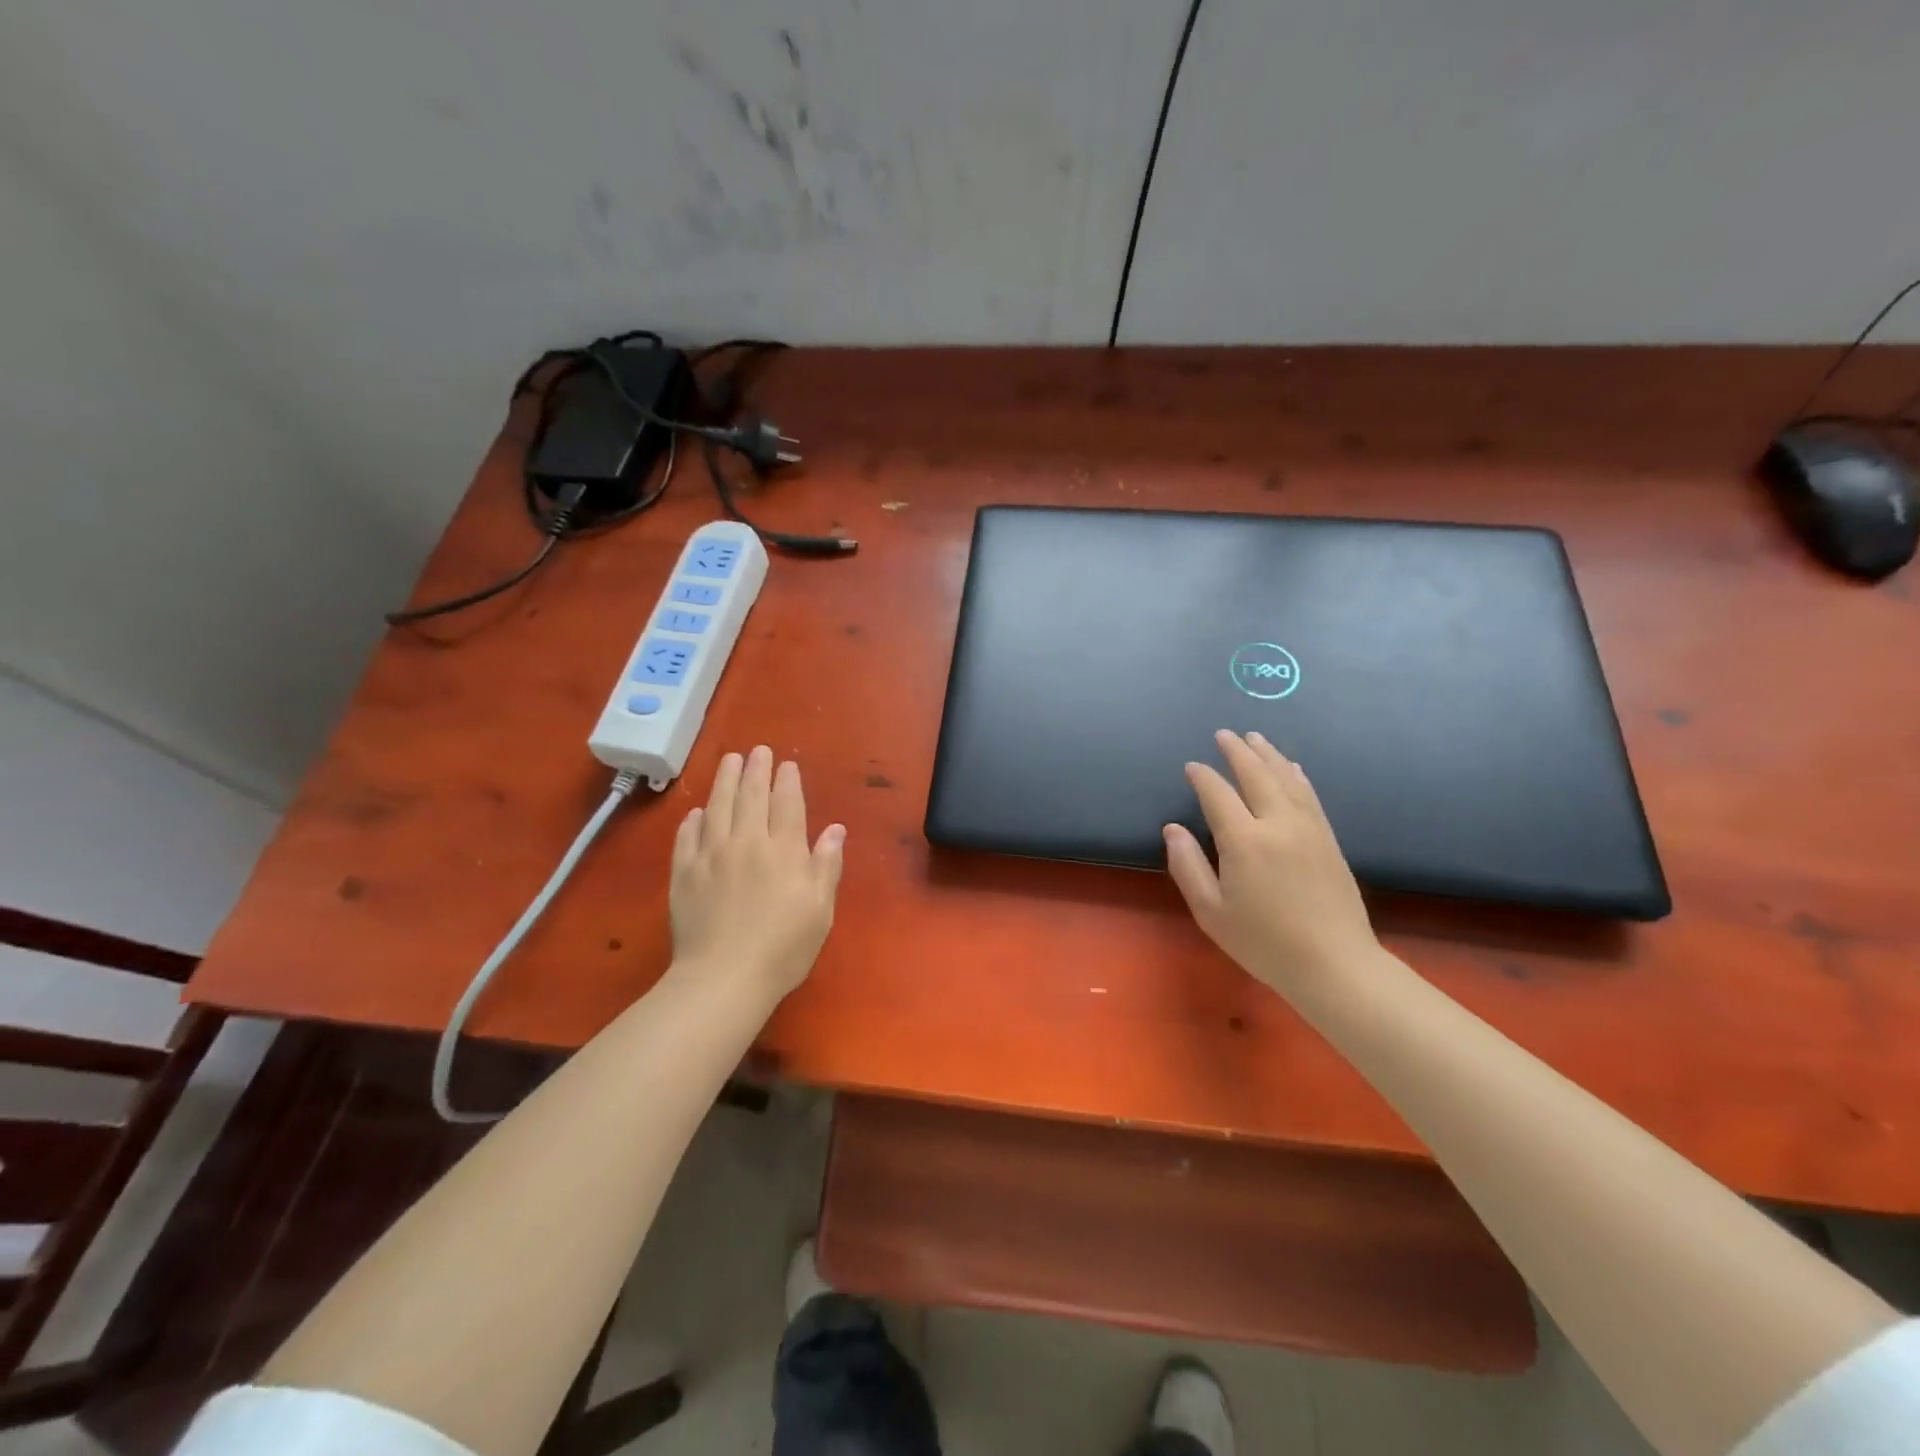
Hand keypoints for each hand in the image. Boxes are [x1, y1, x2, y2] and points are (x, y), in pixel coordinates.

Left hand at [670, 747, 845, 1000]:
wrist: (723, 978)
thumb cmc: (783, 948)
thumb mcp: (820, 910)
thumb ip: (827, 865)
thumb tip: (836, 829)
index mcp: (784, 850)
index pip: (787, 804)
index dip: (787, 781)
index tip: (786, 764)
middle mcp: (747, 842)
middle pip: (751, 796)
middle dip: (756, 770)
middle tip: (757, 751)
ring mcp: (711, 856)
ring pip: (718, 807)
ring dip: (724, 781)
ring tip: (729, 761)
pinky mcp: (683, 874)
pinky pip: (687, 837)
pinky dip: (693, 820)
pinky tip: (696, 812)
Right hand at [1164, 730, 1378, 997]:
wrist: (1334, 964)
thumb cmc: (1264, 943)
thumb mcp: (1211, 912)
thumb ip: (1188, 866)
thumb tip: (1173, 829)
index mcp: (1244, 841)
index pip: (1218, 795)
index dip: (1203, 777)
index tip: (1192, 766)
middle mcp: (1278, 824)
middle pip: (1256, 775)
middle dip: (1237, 752)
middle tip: (1224, 735)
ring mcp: (1309, 829)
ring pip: (1286, 779)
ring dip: (1268, 755)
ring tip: (1255, 738)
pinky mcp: (1328, 839)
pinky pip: (1309, 796)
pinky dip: (1296, 775)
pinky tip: (1292, 767)